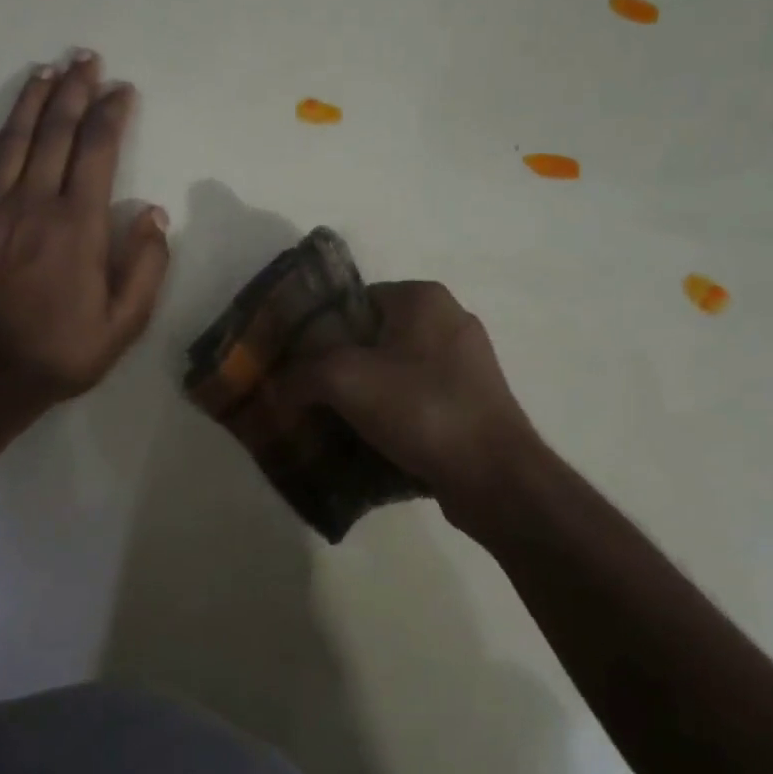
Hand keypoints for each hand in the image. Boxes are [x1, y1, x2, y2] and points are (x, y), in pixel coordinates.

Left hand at [0, 49, 168, 418]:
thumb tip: (155, 215)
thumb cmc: (62, 352)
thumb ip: (147, 266)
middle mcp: (33, 204)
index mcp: (78, 224)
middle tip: (84, 59)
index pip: (98, 150)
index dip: (111, 113)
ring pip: (8, 143)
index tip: (122, 90)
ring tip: (43, 73)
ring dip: (27, 103)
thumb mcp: (125, 323)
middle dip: (72, 91)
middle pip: (53, 133)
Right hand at [276, 281, 546, 519]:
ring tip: (334, 422)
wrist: (494, 475)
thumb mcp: (345, 379)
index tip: (297, 364)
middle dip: (340, 366)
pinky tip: (371, 440)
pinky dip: (393, 414)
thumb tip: (279, 386)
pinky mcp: (473, 400)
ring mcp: (466, 363)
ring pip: (395, 371)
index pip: (354, 301)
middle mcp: (449, 320)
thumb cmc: (421, 409)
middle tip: (309, 395)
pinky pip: (417, 399)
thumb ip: (302, 372)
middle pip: (373, 338)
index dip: (320, 330)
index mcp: (423, 298)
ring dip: (365, 394)